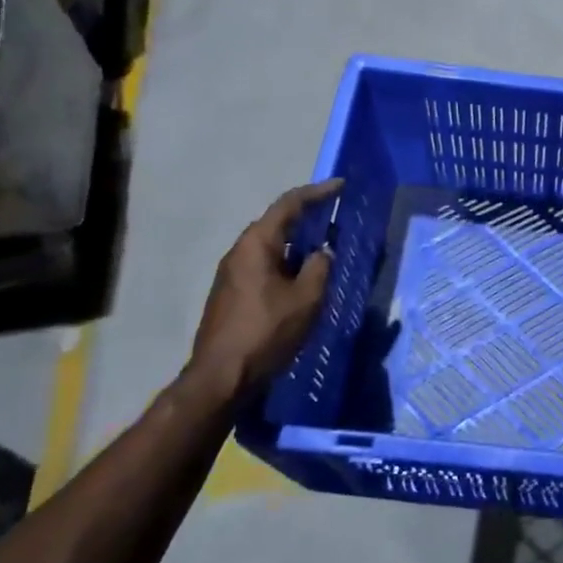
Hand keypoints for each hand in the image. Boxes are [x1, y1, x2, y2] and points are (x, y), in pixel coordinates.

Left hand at [181, 179, 341, 407]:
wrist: (221, 376)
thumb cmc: (266, 332)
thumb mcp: (306, 299)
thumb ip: (319, 268)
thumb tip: (323, 252)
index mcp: (256, 245)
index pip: (288, 205)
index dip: (317, 193)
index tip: (341, 186)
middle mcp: (239, 252)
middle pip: (276, 223)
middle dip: (307, 217)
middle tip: (335, 217)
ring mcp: (231, 274)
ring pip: (270, 247)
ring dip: (297, 244)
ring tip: (324, 249)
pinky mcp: (231, 295)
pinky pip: (264, 266)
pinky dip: (286, 263)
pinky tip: (302, 279)